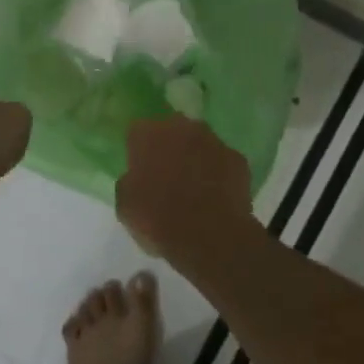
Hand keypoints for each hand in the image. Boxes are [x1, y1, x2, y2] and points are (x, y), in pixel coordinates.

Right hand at [116, 116, 254, 259]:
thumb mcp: (126, 206)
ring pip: (200, 142)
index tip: (139, 167)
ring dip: (195, 156)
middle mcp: (182, 128)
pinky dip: (218, 172)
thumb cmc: (159, 219)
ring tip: (193, 185)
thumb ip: (129, 181)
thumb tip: (135, 177)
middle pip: (172, 130)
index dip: (138, 148)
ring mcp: (214, 141)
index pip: (138, 130)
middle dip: (169, 146)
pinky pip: (222, 161)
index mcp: (149, 134)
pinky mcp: (238, 158)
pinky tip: (215, 194)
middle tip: (166, 173)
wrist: (211, 236)